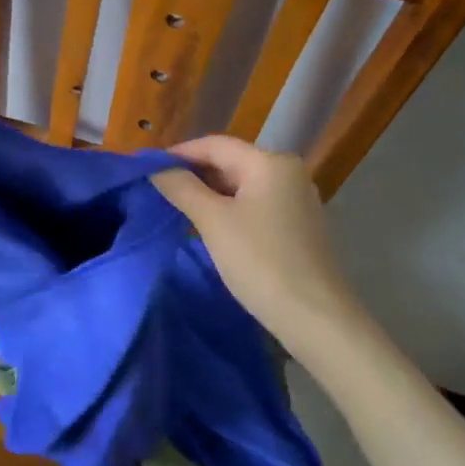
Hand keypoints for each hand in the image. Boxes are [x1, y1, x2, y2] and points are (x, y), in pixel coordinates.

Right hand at [153, 135, 354, 344]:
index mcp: (270, 162)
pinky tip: (209, 226)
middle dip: (193, 174)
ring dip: (209, 193)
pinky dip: (229, 209)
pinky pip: (255, 205)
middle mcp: (288, 172)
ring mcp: (296, 200)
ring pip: (242, 185)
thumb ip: (182, 188)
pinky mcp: (298, 226)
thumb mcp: (213, 221)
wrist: (317, 320)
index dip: (179, 153)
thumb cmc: (262, 262)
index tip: (147, 169)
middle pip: (230, 162)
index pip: (215, 145)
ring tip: (176, 208)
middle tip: (158, 190)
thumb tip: (155, 168)